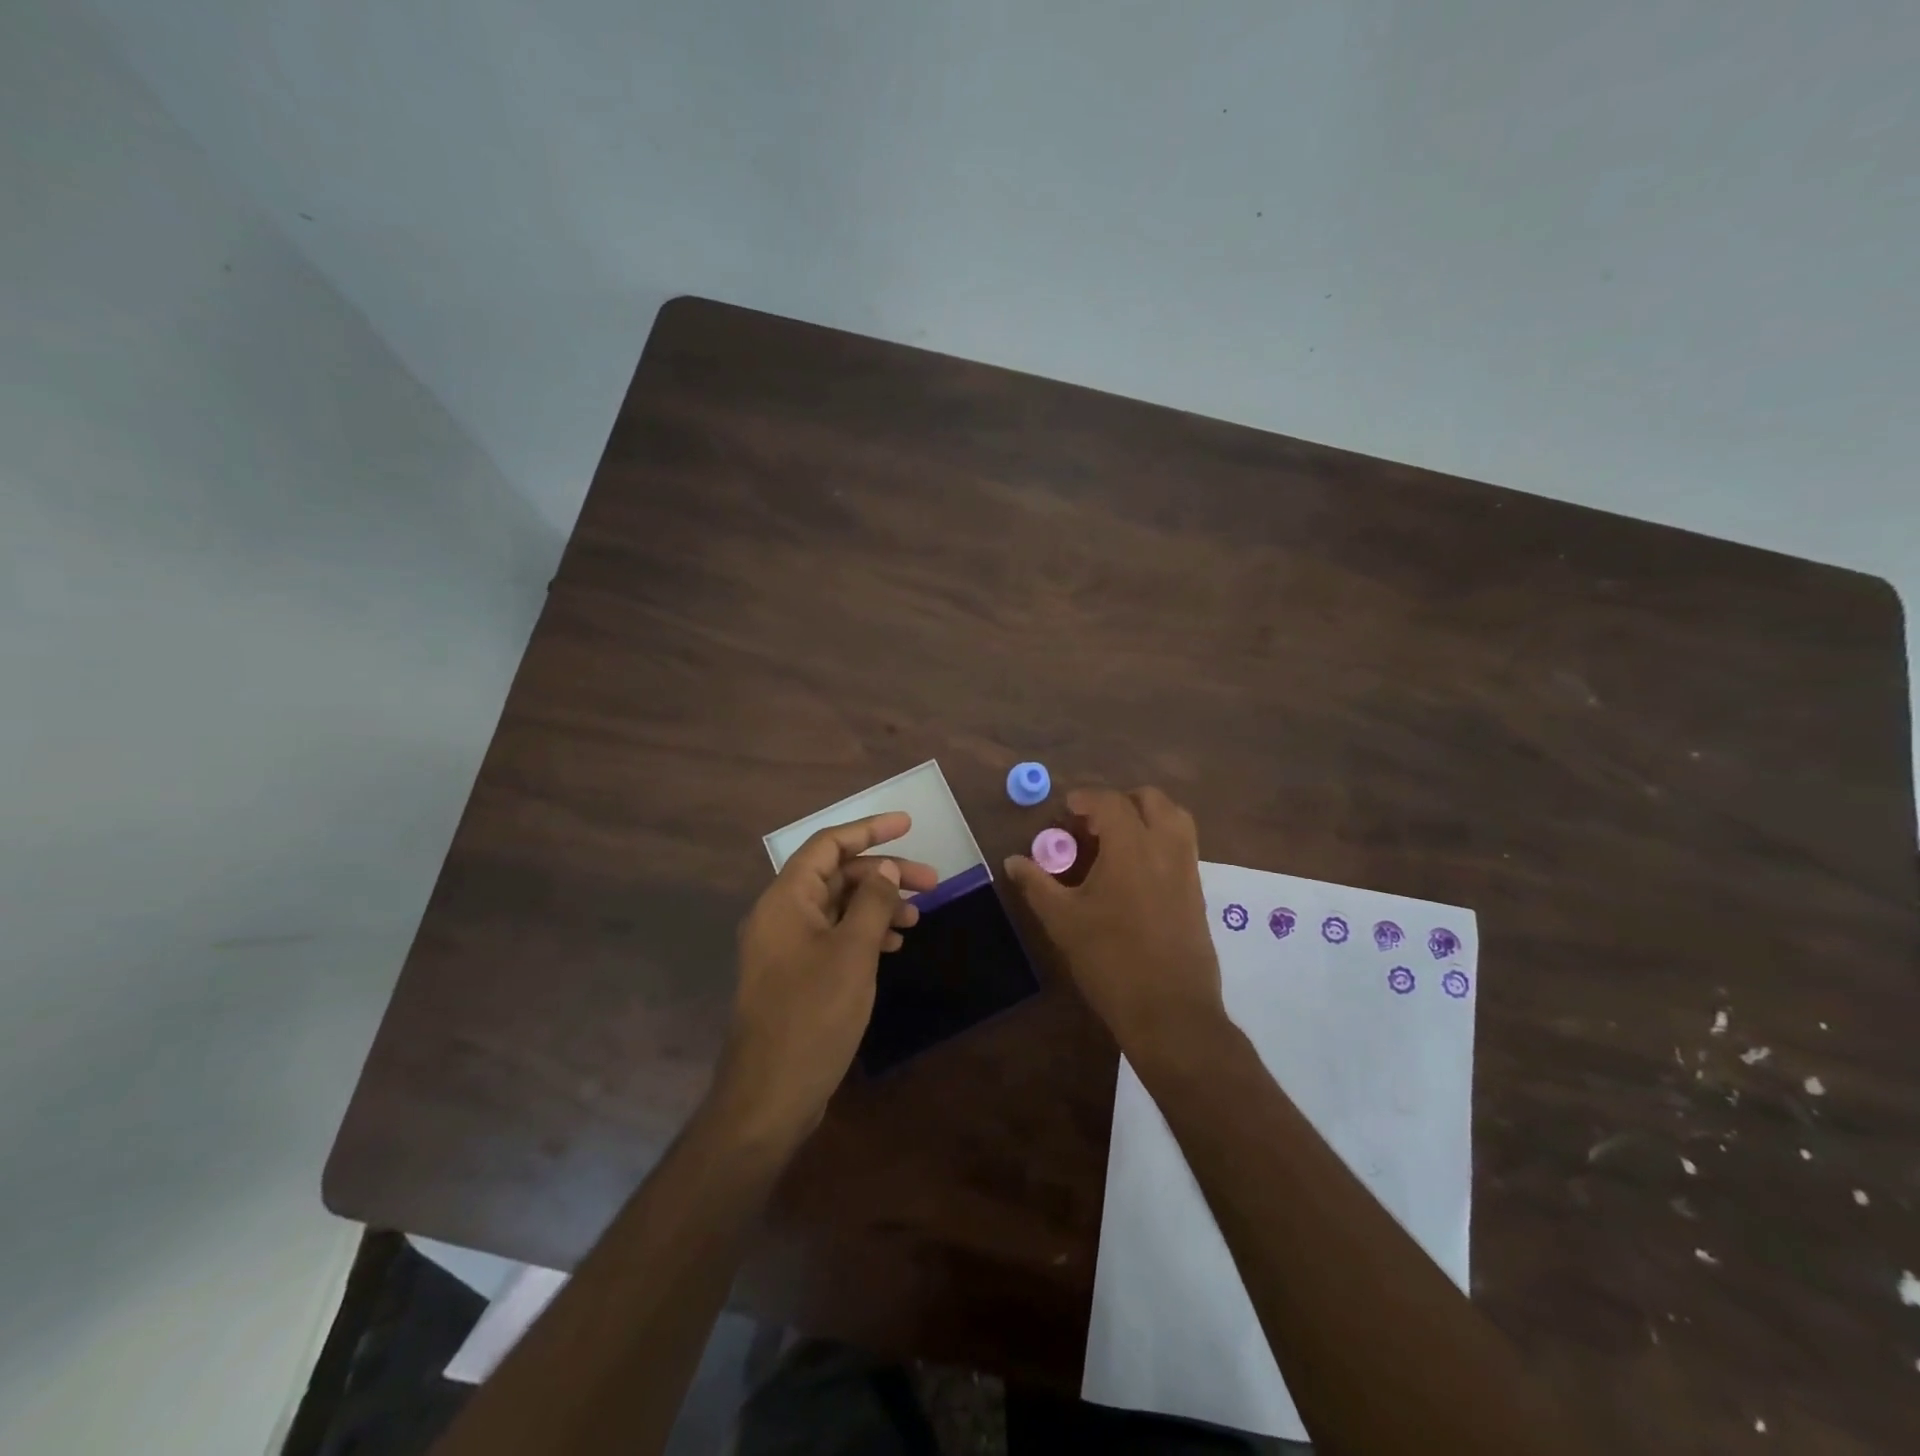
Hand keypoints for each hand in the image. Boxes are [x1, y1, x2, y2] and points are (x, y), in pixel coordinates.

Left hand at [716, 812, 937, 1145]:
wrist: (770, 1095)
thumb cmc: (813, 1015)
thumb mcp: (853, 953)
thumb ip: (872, 903)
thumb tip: (886, 869)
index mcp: (786, 899)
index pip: (828, 844)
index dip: (869, 829)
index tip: (908, 824)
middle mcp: (781, 915)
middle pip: (836, 875)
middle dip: (883, 873)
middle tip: (932, 882)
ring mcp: (786, 947)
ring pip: (837, 906)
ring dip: (877, 904)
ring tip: (917, 917)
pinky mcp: (795, 974)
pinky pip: (833, 935)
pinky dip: (863, 932)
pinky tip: (893, 944)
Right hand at [1002, 787, 1224, 1054]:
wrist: (1169, 1010)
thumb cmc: (1110, 960)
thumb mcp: (1062, 921)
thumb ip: (1036, 884)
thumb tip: (1013, 861)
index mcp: (1130, 846)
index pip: (1110, 802)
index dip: (1085, 799)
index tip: (1066, 811)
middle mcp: (1165, 847)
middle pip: (1150, 800)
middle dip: (1120, 802)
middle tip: (1093, 825)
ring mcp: (1187, 868)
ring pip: (1175, 818)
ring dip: (1146, 817)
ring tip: (1118, 841)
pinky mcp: (1198, 891)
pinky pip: (1182, 846)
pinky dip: (1160, 840)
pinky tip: (1136, 872)